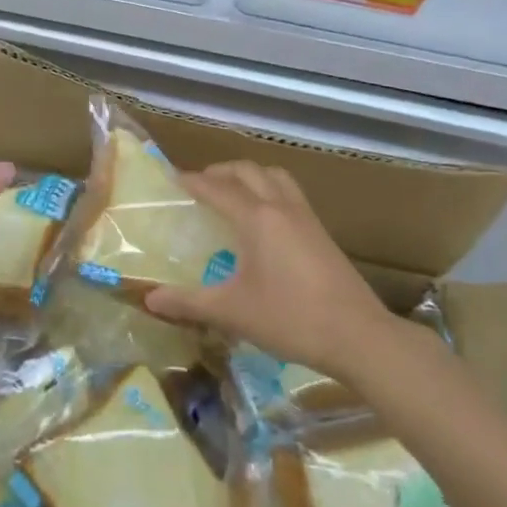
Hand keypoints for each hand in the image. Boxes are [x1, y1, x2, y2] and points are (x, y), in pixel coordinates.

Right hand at [144, 161, 413, 382]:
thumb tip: (149, 299)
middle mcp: (281, 207)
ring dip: (250, 175)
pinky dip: (269, 190)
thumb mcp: (232, 311)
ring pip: (275, 176)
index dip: (192, 181)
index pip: (217, 188)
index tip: (171, 180)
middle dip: (220, 172)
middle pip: (248, 171)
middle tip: (199, 186)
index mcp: (257, 218)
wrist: (358, 336)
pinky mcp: (321, 233)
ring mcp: (306, 217)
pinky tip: (264, 220)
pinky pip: (290, 193)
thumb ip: (188, 302)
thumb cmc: (290, 318)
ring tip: (232, 193)